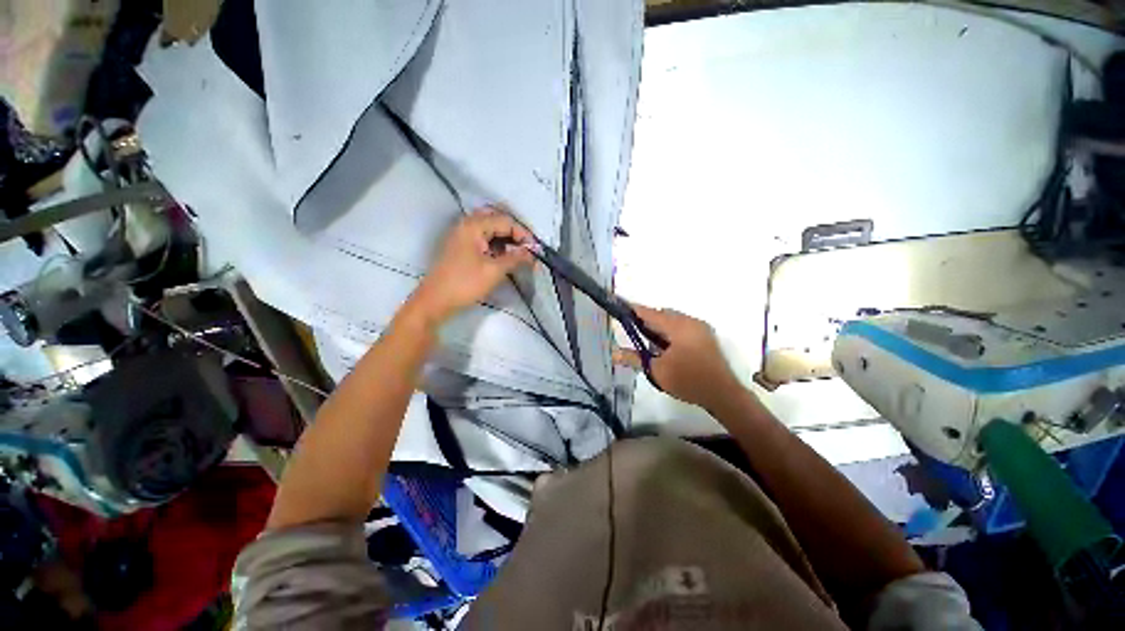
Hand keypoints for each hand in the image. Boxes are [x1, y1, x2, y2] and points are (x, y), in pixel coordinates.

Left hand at [410, 207, 534, 324]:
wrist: (435, 301)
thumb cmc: (465, 283)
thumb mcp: (494, 271)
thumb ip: (516, 258)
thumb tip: (533, 254)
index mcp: (474, 225)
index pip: (506, 221)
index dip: (523, 234)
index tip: (536, 250)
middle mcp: (467, 224)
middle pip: (497, 219)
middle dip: (515, 232)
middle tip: (527, 247)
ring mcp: (462, 235)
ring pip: (490, 229)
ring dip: (506, 238)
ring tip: (520, 253)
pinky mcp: (462, 247)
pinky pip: (483, 238)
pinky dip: (497, 244)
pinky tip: (505, 256)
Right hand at [613, 303, 740, 408]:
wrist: (723, 395)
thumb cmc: (688, 380)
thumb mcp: (657, 371)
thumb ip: (635, 359)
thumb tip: (614, 354)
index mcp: (679, 326)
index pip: (651, 313)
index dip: (634, 310)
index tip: (620, 306)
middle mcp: (691, 322)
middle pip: (663, 315)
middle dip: (647, 319)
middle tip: (631, 328)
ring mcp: (700, 329)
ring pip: (673, 321)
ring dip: (658, 326)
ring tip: (645, 338)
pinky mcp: (705, 337)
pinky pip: (682, 327)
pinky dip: (669, 332)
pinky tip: (663, 345)